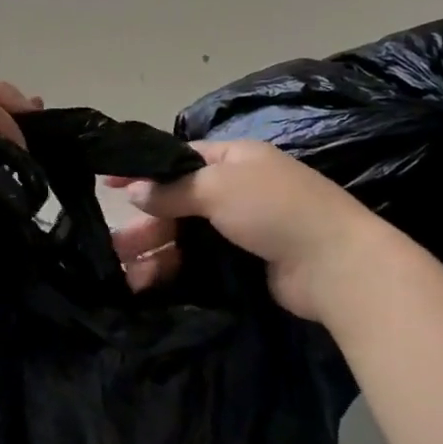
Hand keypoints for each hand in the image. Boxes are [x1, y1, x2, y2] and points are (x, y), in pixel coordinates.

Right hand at [108, 139, 373, 322]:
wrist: (336, 267)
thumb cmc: (274, 210)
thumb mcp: (217, 187)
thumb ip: (171, 189)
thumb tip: (133, 191)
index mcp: (233, 158)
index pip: (178, 159)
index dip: (142, 171)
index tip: (106, 183)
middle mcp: (235, 190)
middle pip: (177, 202)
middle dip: (145, 223)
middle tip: (114, 246)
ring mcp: (241, 228)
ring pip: (185, 236)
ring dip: (154, 251)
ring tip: (125, 275)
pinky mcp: (243, 263)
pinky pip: (198, 262)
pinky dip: (173, 270)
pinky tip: (148, 285)